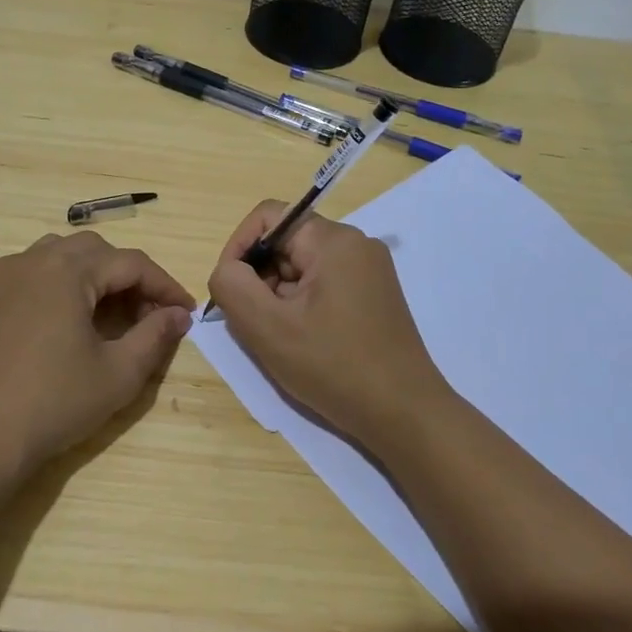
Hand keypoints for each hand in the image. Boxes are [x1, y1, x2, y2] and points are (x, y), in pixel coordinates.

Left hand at [0, 231, 194, 475]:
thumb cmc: (53, 403)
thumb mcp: (118, 373)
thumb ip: (155, 336)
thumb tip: (179, 315)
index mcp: (67, 270)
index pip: (131, 263)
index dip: (165, 286)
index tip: (187, 313)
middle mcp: (35, 260)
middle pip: (97, 251)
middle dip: (131, 278)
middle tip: (151, 316)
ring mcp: (6, 277)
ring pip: (65, 256)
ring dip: (97, 276)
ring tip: (115, 315)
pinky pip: (38, 272)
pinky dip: (66, 284)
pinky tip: (74, 320)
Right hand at [206, 201, 451, 448]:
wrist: (404, 414)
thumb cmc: (334, 367)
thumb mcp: (268, 328)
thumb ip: (232, 287)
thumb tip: (227, 270)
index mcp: (333, 240)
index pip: (269, 216)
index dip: (238, 247)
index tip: (229, 289)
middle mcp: (355, 245)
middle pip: (286, 242)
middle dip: (259, 277)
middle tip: (253, 323)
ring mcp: (369, 270)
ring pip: (302, 267)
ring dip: (278, 295)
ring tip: (279, 338)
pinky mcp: (374, 295)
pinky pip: (322, 284)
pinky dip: (301, 306)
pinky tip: (302, 342)